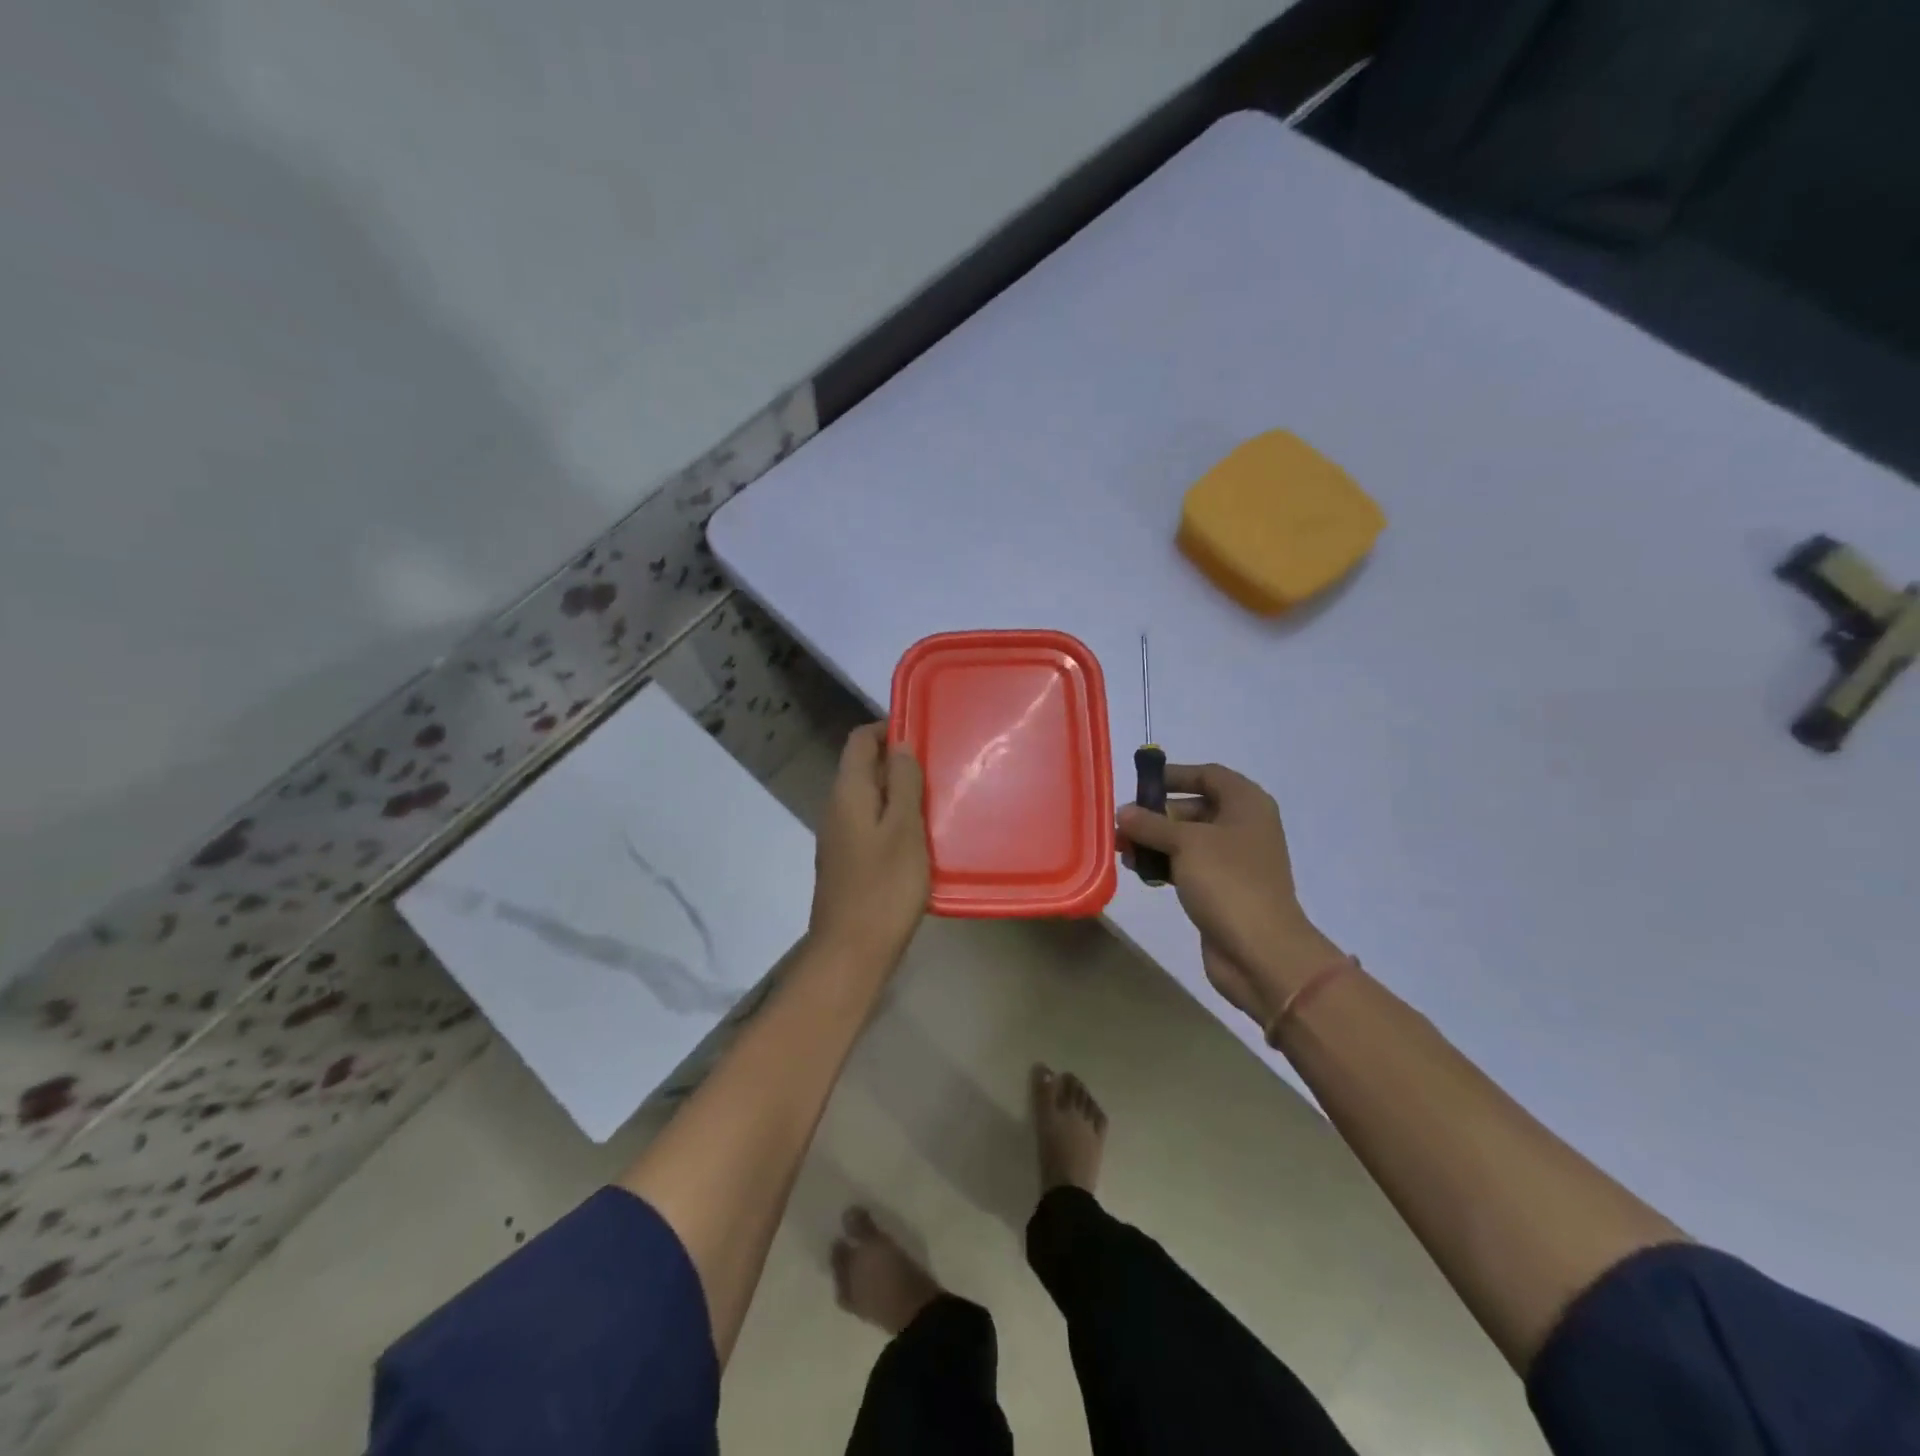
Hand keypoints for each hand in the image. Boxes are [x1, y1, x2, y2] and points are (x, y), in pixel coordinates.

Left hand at [809, 724, 928, 964]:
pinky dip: (894, 819)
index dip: (888, 729)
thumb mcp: (904, 829)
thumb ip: (903, 783)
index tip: (925, 735)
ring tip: (937, 799)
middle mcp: (837, 808)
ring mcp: (840, 837)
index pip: (860, 740)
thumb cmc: (884, 887)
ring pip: (870, 797)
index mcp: (847, 793)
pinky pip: (871, 824)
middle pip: (864, 767)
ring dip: (900, 792)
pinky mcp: (849, 861)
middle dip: (899, 761)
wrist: (851, 952)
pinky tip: (921, 836)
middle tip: (940, 768)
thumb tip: (900, 744)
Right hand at [1118, 763, 1342, 1026]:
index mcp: (1246, 804)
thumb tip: (1123, 812)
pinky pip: (1188, 866)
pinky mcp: (1222, 888)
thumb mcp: (1185, 843)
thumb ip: (1151, 824)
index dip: (1174, 775)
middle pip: (1194, 807)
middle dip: (1156, 814)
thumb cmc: (1228, 882)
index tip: (1140, 783)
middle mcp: (1243, 826)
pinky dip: (1164, 865)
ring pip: (1187, 840)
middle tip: (1122, 824)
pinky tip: (1139, 872)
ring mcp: (1234, 860)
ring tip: (1123, 851)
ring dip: (1155, 842)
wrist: (1261, 951)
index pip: (1208, 774)